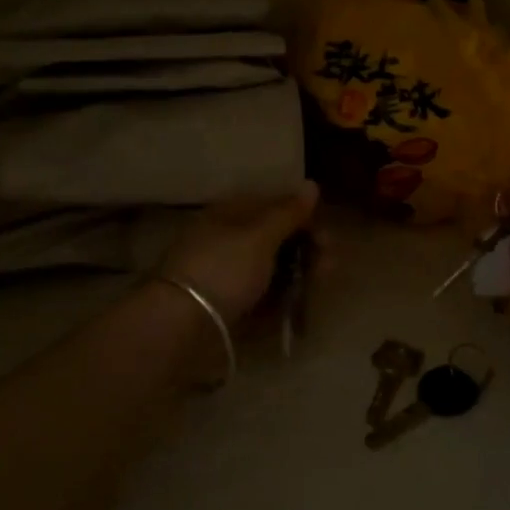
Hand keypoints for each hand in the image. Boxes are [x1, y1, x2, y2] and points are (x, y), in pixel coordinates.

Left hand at [159, 182, 319, 321]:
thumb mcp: (259, 236)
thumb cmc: (222, 269)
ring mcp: (226, 277)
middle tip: (330, 264)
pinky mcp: (228, 308)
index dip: (302, 217)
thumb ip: (287, 213)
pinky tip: (300, 307)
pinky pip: (262, 298)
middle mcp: (226, 241)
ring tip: (320, 286)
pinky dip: (283, 300)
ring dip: (300, 275)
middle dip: (306, 249)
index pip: (272, 207)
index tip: (326, 235)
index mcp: (228, 215)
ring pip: (271, 270)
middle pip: (274, 240)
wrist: (180, 326)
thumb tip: (311, 184)